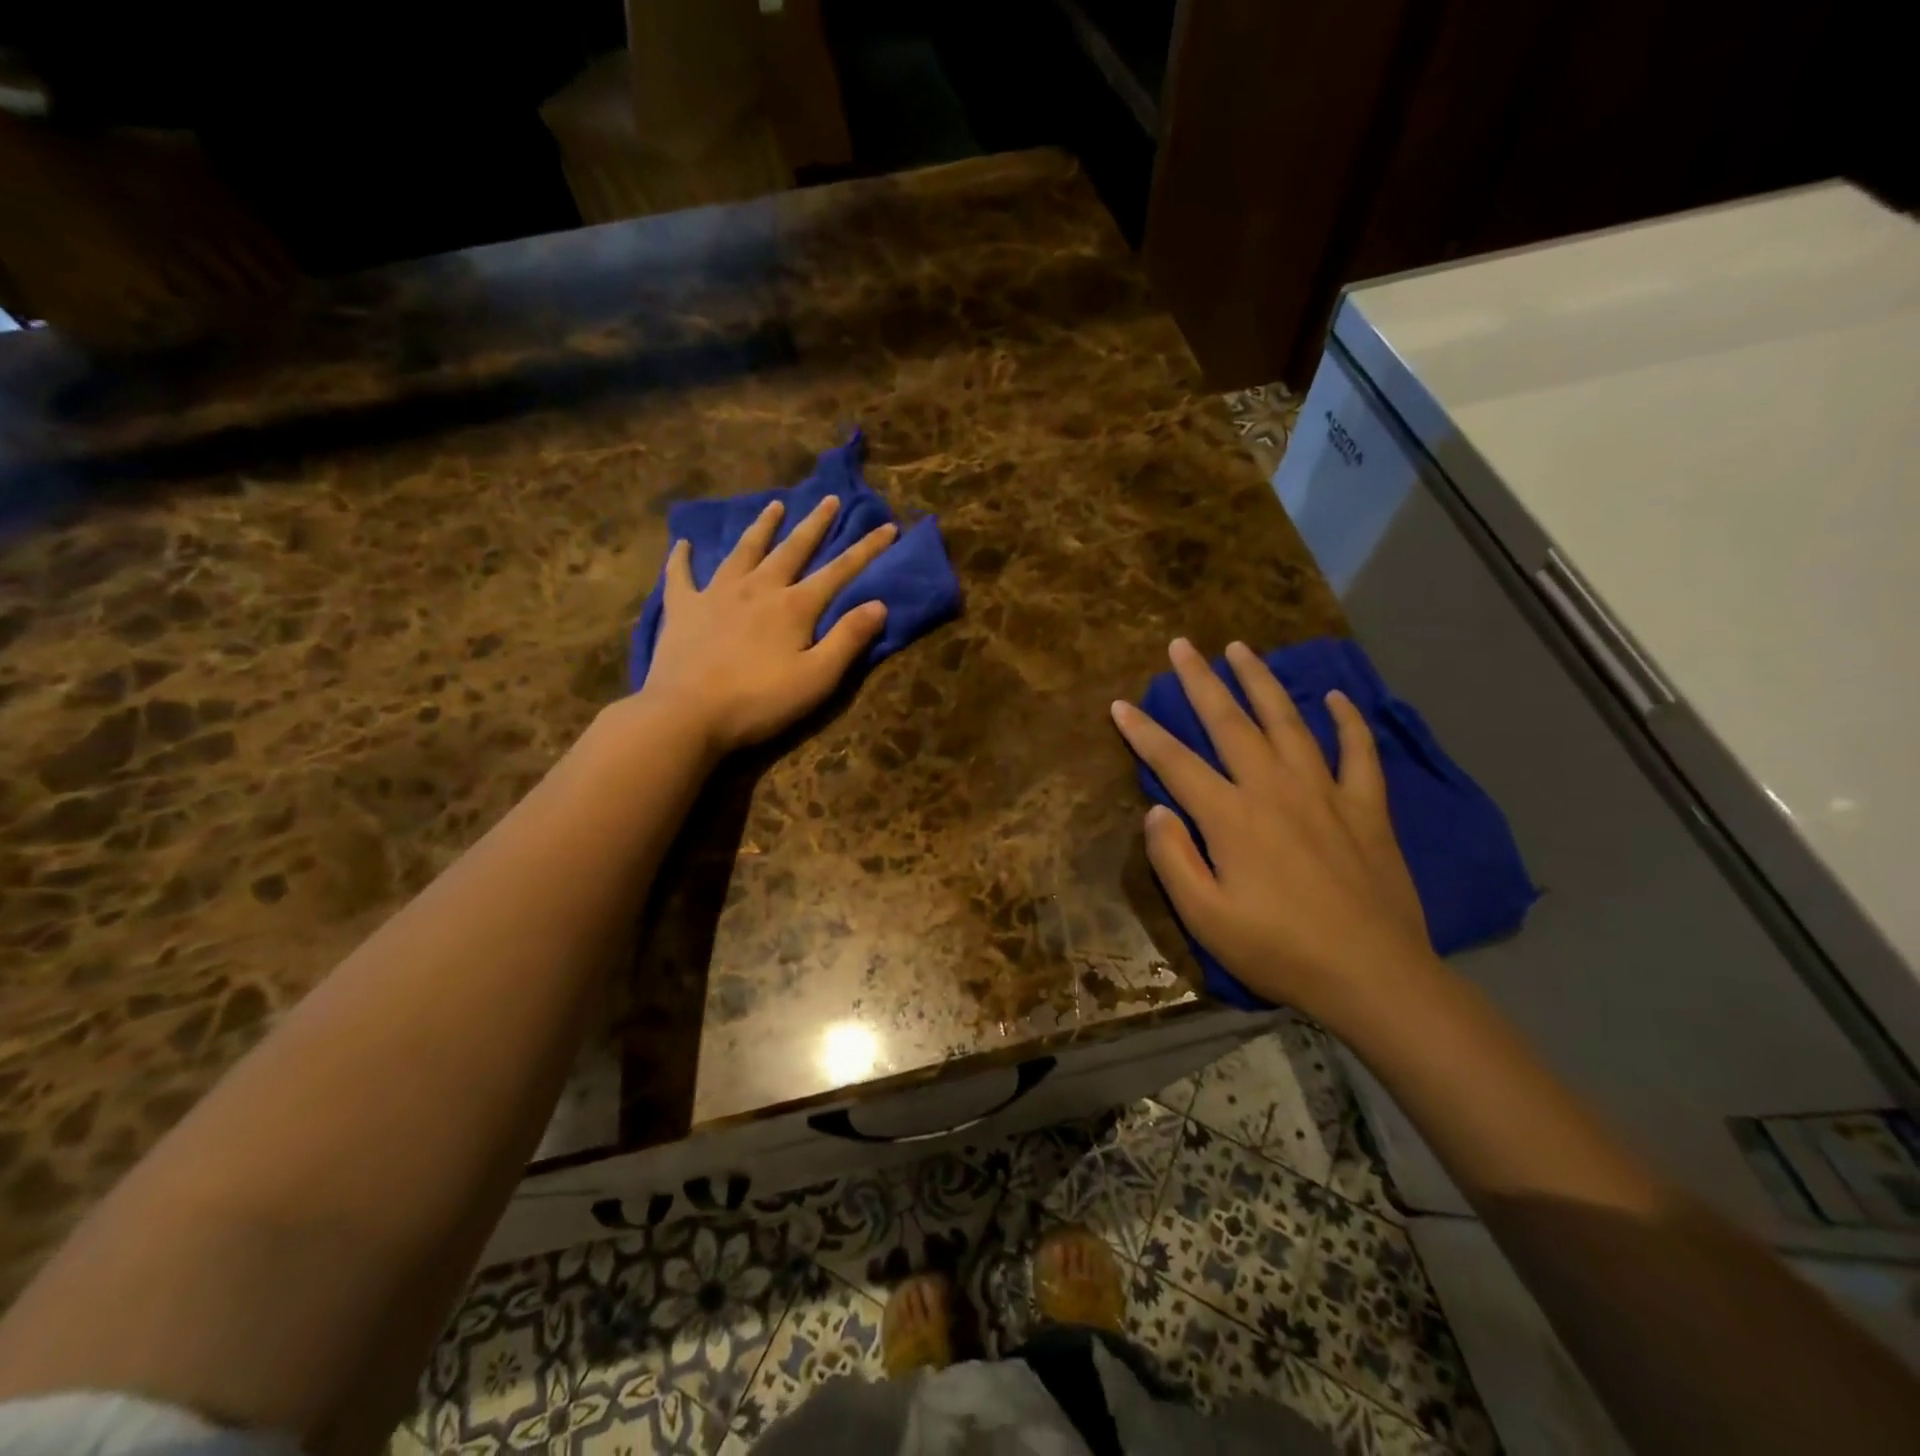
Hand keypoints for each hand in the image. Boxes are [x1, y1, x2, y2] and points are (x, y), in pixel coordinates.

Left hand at [639, 496, 896, 754]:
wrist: (687, 714)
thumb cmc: (759, 701)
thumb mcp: (817, 678)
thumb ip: (848, 639)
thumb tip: (879, 604)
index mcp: (794, 606)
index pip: (839, 571)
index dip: (866, 549)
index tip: (888, 527)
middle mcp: (758, 588)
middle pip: (792, 549)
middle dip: (815, 524)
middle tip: (830, 499)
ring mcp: (716, 594)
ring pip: (744, 550)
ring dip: (762, 527)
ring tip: (775, 505)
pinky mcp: (683, 608)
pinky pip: (681, 575)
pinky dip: (682, 558)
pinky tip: (682, 543)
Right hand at [1110, 638, 1435, 1023]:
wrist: (1373, 976)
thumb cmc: (1279, 950)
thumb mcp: (1205, 918)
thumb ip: (1173, 859)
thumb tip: (1156, 809)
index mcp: (1230, 817)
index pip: (1174, 762)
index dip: (1143, 732)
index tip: (1119, 704)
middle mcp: (1274, 789)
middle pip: (1230, 722)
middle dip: (1200, 680)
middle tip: (1182, 644)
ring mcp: (1324, 792)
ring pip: (1287, 722)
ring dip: (1261, 682)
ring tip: (1242, 649)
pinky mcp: (1366, 808)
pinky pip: (1358, 752)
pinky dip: (1348, 722)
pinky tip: (1337, 698)